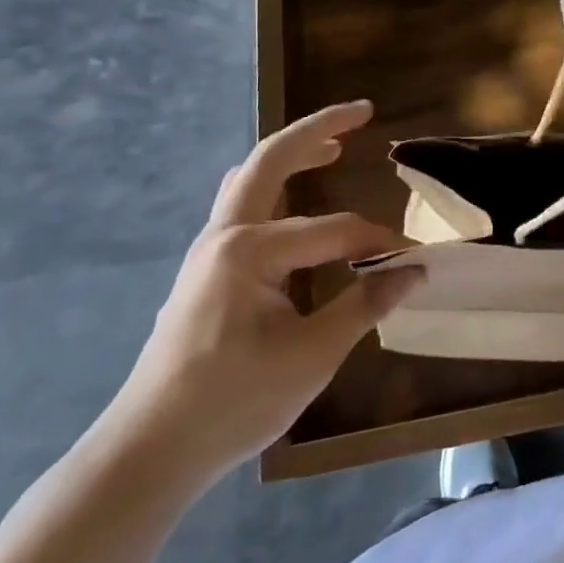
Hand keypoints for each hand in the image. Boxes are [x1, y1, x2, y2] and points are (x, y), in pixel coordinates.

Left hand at [101, 101, 420, 486]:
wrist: (148, 451)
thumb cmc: (232, 403)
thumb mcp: (312, 356)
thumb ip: (365, 304)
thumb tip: (415, 270)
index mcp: (250, 249)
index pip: (336, 230)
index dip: (380, 243)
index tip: (415, 261)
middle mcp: (225, 233)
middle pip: (272, 159)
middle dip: (320, 128)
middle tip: (363, 111)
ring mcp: (210, 248)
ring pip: (252, 177)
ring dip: (294, 153)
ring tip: (335, 145)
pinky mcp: (207, 267)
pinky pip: (244, 204)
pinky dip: (276, 184)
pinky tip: (296, 199)